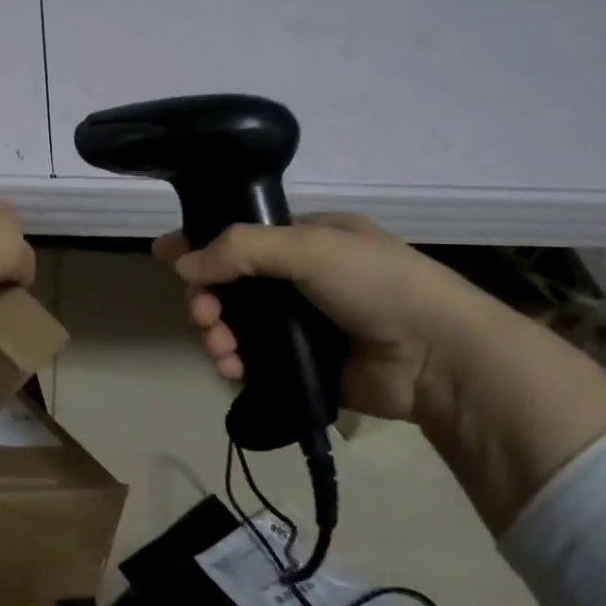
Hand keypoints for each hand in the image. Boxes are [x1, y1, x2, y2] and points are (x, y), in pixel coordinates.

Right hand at [156, 213, 471, 423]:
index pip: (240, 236)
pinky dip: (235, 363)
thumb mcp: (308, 247)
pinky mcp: (301, 364)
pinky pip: (252, 360)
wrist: (437, 355)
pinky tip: (232, 369)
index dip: (202, 244)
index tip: (167, 256)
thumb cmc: (375, 283)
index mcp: (305, 238)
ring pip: (236, 324)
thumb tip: (181, 262)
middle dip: (208, 298)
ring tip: (220, 348)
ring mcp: (300, 323)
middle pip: (230, 284)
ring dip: (217, 333)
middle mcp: (299, 278)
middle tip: (203, 315)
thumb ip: (240, 248)